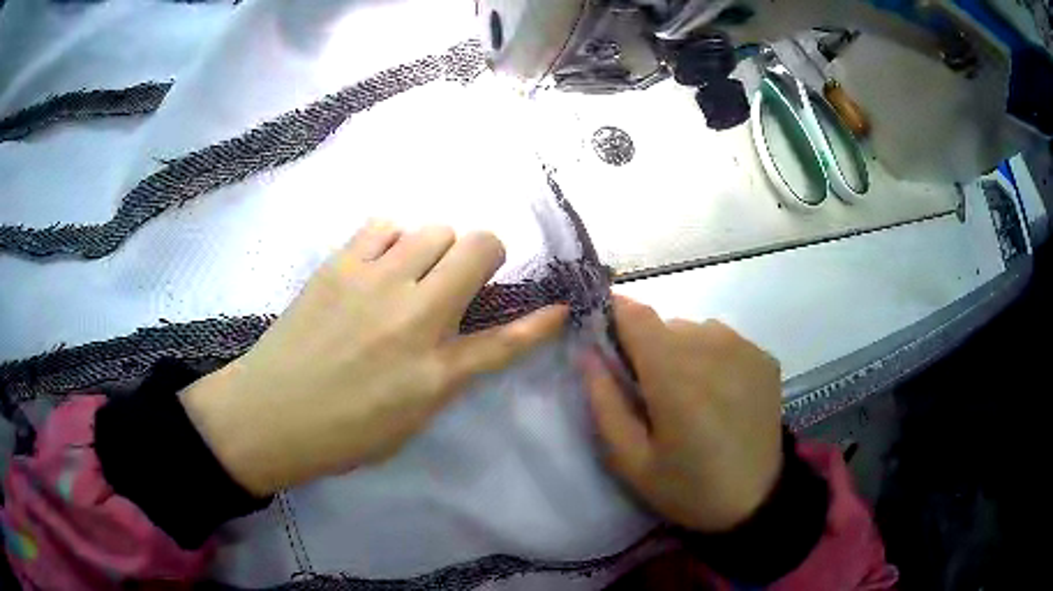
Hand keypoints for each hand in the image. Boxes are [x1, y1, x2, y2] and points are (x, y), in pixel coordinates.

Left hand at [182, 222, 567, 495]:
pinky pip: (385, 225)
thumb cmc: (343, 433)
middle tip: (463, 278)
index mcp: (434, 373)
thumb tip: (471, 341)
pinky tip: (378, 264)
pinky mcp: (339, 264)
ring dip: (437, 248)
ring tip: (412, 273)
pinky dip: (393, 239)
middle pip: (479, 246)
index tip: (558, 307)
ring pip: (435, 227)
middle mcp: (413, 317)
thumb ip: (447, 377)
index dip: (539, 323)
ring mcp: (374, 283)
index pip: (507, 340)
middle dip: (485, 255)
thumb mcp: (410, 421)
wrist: (271, 413)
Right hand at [582, 296, 782, 532]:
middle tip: (649, 393)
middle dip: (646, 349)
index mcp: (674, 374)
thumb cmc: (688, 487)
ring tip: (688, 396)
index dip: (613, 316)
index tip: (605, 340)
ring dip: (680, 352)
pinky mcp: (763, 356)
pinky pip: (722, 340)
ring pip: (693, 330)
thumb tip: (588, 354)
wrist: (757, 501)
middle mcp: (711, 346)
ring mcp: (743, 347)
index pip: (634, 313)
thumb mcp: (631, 461)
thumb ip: (605, 404)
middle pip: (663, 324)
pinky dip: (710, 357)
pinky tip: (719, 395)